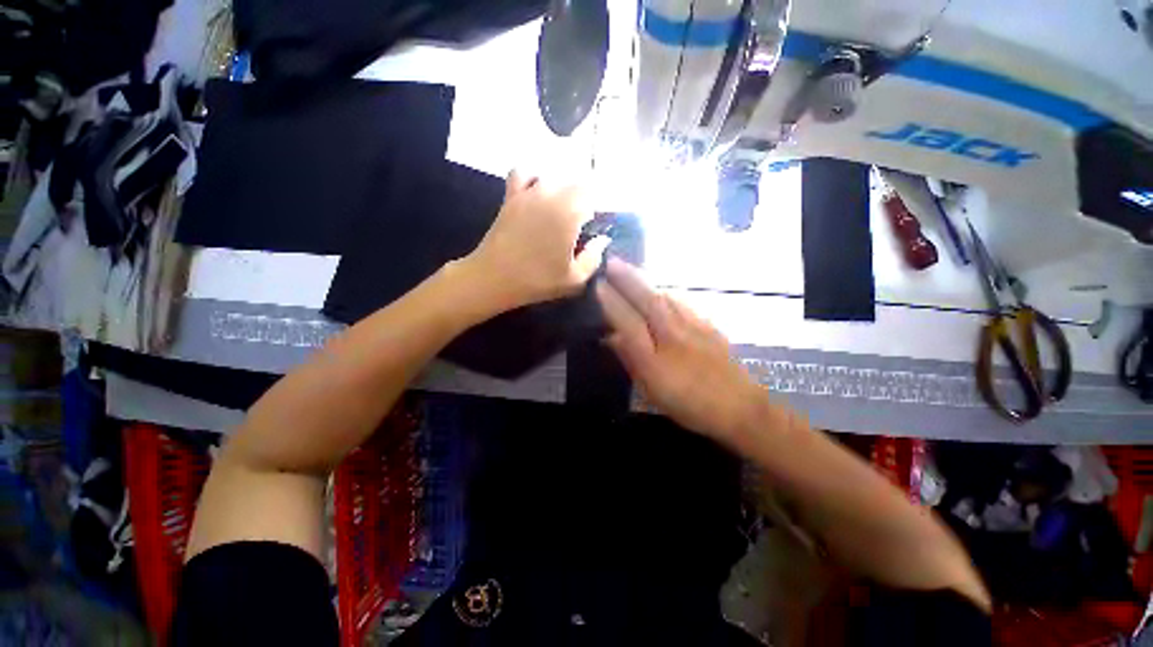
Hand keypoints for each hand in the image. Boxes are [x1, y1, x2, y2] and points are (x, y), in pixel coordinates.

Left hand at [463, 171, 609, 310]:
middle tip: (579, 227)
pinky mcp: (511, 196)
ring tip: (560, 214)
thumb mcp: (575, 278)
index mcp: (569, 213)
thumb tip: (602, 239)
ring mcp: (528, 192)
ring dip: (562, 193)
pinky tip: (537, 194)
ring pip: (554, 179)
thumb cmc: (537, 280)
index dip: (597, 211)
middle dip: (583, 203)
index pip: (594, 196)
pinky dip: (533, 179)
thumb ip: (594, 257)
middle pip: (576, 185)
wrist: (493, 278)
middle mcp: (551, 194)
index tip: (593, 229)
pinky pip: (523, 173)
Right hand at [595, 258, 765, 442]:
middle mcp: (673, 336)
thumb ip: (631, 361)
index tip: (599, 285)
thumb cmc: (690, 406)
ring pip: (666, 297)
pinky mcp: (709, 325)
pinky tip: (662, 290)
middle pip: (648, 301)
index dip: (612, 302)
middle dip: (627, 279)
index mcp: (654, 358)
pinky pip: (683, 302)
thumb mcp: (652, 392)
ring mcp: (693, 328)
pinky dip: (667, 292)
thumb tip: (612, 338)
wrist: (740, 407)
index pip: (628, 322)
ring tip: (631, 269)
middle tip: (612, 262)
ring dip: (646, 282)